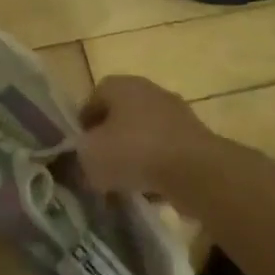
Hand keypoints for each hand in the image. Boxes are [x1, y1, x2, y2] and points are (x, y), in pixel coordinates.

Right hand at [76, 75, 217, 206]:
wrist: (195, 170)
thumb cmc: (134, 151)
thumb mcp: (90, 155)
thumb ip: (81, 153)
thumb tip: (86, 156)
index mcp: (122, 86)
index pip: (95, 97)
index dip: (84, 122)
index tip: (80, 146)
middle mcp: (150, 92)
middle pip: (122, 114)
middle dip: (111, 138)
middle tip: (101, 163)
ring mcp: (176, 114)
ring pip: (145, 133)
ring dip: (134, 153)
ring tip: (124, 181)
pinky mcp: (195, 139)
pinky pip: (166, 152)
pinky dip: (157, 167)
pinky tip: (149, 189)